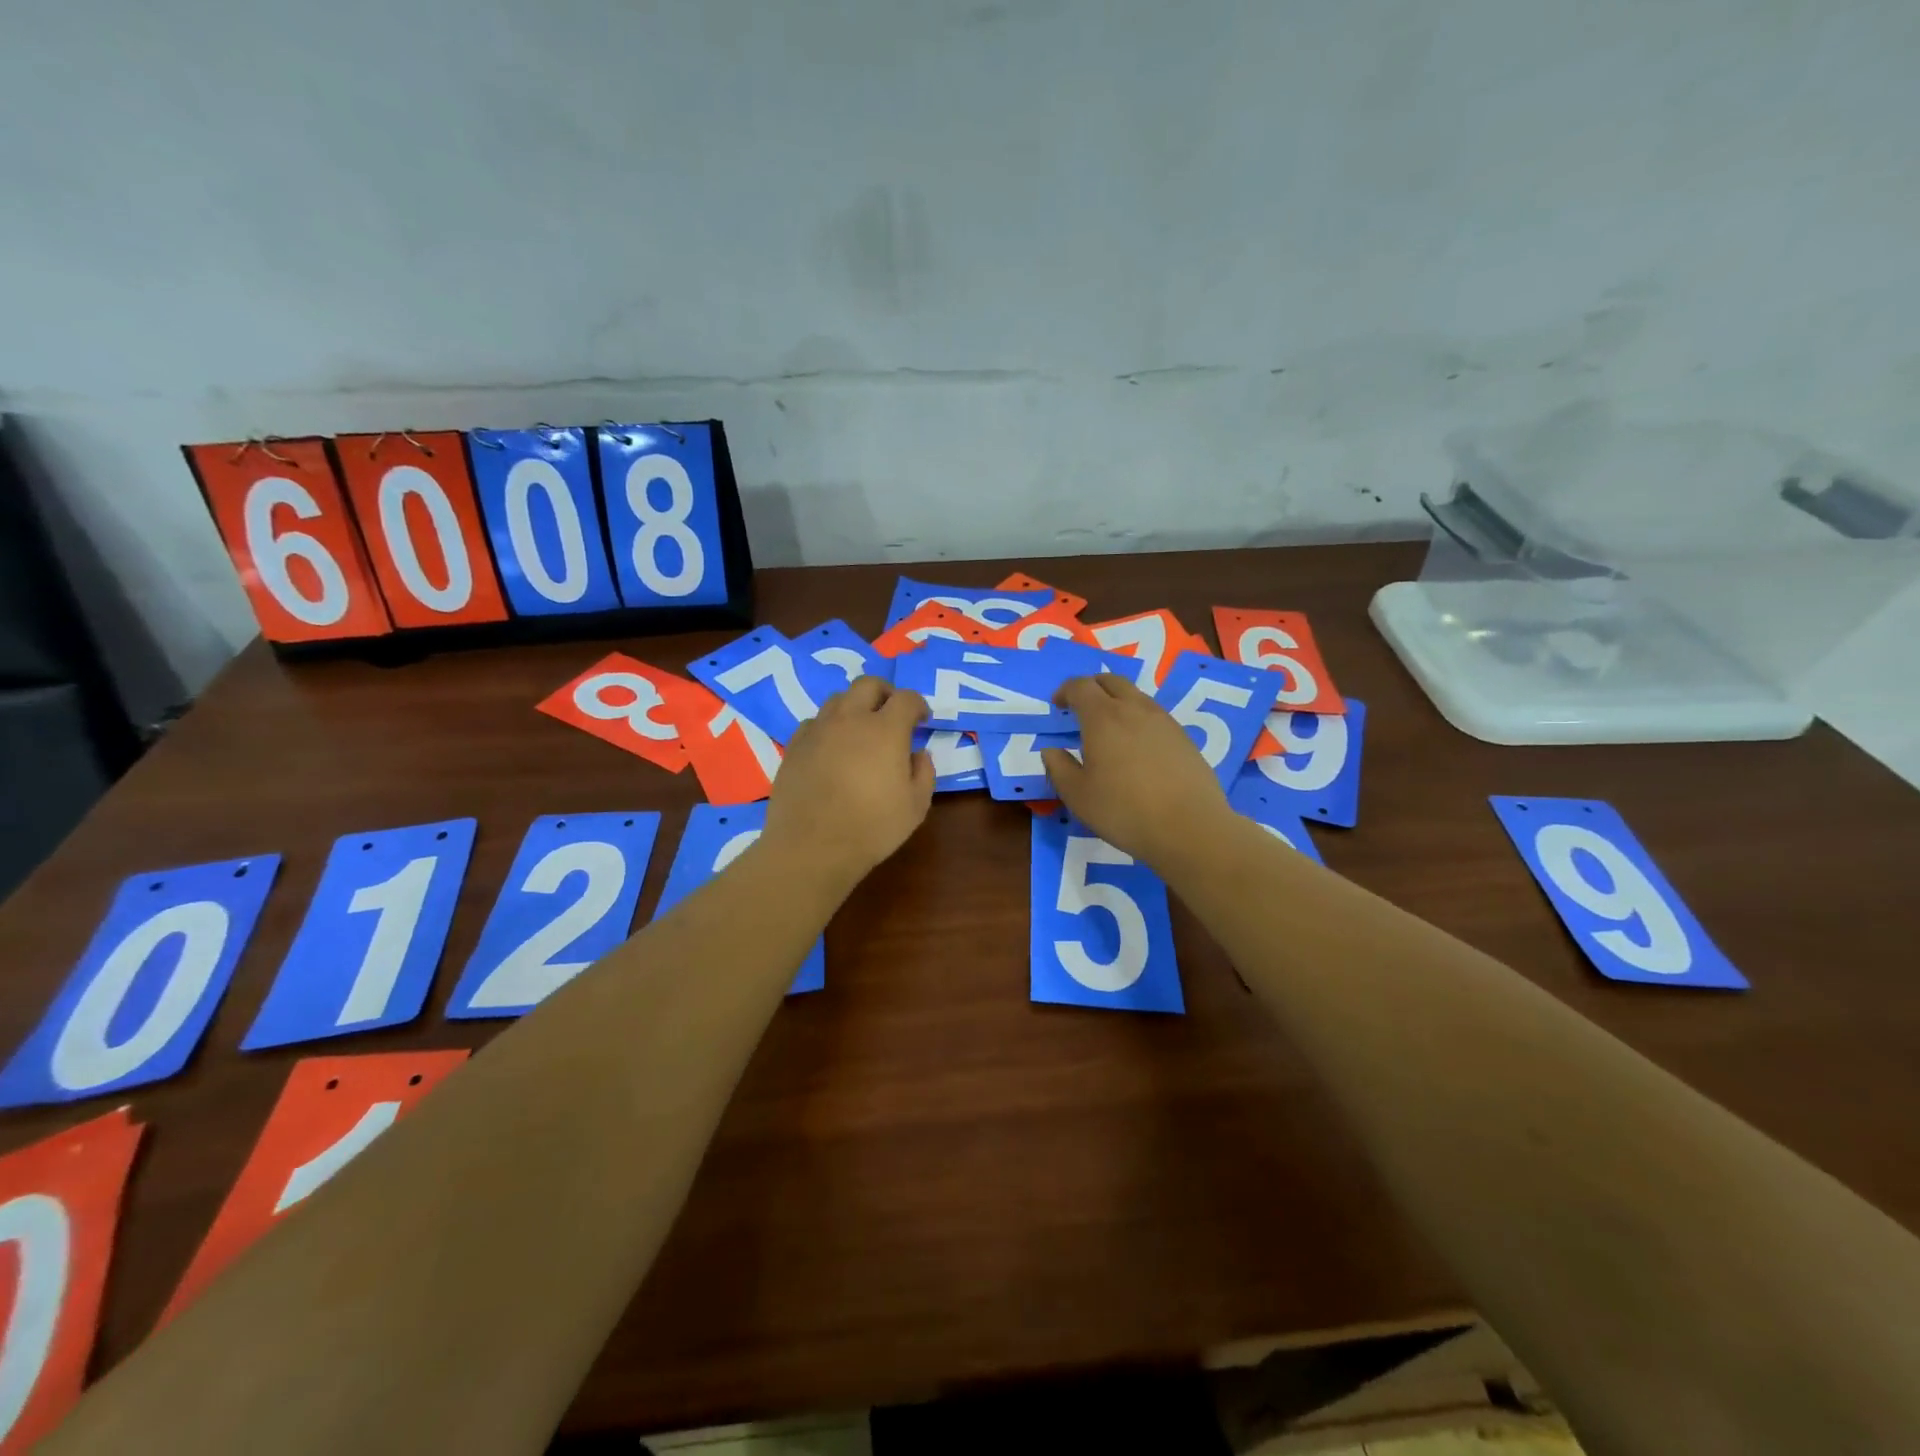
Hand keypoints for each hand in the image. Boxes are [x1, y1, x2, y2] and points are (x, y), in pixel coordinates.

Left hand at [763, 676, 933, 885]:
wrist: (811, 847)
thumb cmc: (872, 828)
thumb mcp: (916, 806)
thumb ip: (924, 773)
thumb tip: (918, 754)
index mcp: (885, 730)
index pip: (906, 698)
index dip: (918, 705)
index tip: (922, 720)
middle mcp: (850, 719)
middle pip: (868, 684)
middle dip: (885, 693)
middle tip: (891, 714)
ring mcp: (818, 730)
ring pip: (838, 699)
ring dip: (855, 707)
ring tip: (860, 730)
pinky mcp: (795, 745)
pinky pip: (815, 722)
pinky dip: (829, 727)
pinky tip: (832, 749)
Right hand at [1042, 674, 1232, 869]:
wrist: (1189, 827)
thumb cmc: (1124, 810)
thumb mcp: (1078, 795)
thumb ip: (1059, 768)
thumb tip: (1051, 750)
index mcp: (1103, 717)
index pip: (1080, 686)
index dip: (1065, 691)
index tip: (1057, 705)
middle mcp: (1134, 709)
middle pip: (1111, 680)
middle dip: (1092, 687)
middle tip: (1081, 707)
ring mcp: (1164, 721)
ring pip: (1136, 696)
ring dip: (1118, 701)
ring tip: (1110, 729)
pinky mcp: (1184, 738)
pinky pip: (1154, 715)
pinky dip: (1138, 719)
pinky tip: (1137, 748)